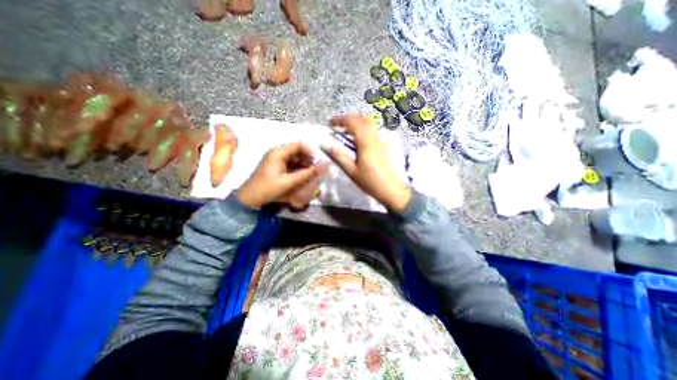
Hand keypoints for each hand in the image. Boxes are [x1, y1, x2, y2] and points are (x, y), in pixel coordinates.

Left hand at [238, 141, 325, 207]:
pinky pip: (291, 164)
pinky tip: (304, 177)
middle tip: (318, 169)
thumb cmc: (267, 189)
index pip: (298, 145)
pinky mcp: (276, 167)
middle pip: (297, 151)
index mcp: (278, 153)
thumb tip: (323, 168)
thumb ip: (306, 175)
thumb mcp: (288, 182)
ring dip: (304, 165)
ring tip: (312, 174)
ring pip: (295, 158)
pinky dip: (299, 169)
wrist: (249, 199)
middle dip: (309, 159)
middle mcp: (277, 153)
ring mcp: (276, 160)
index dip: (311, 151)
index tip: (319, 161)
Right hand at [322, 115, 412, 213]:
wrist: (391, 189)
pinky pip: (373, 130)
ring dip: (357, 122)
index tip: (330, 123)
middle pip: (362, 119)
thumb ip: (338, 156)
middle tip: (337, 124)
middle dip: (348, 118)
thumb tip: (325, 145)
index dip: (340, 120)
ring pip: (369, 123)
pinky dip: (363, 128)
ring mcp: (381, 140)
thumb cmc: (370, 182)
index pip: (352, 122)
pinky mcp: (384, 145)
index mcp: (365, 142)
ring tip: (346, 130)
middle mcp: (374, 137)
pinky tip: (358, 138)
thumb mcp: (351, 171)